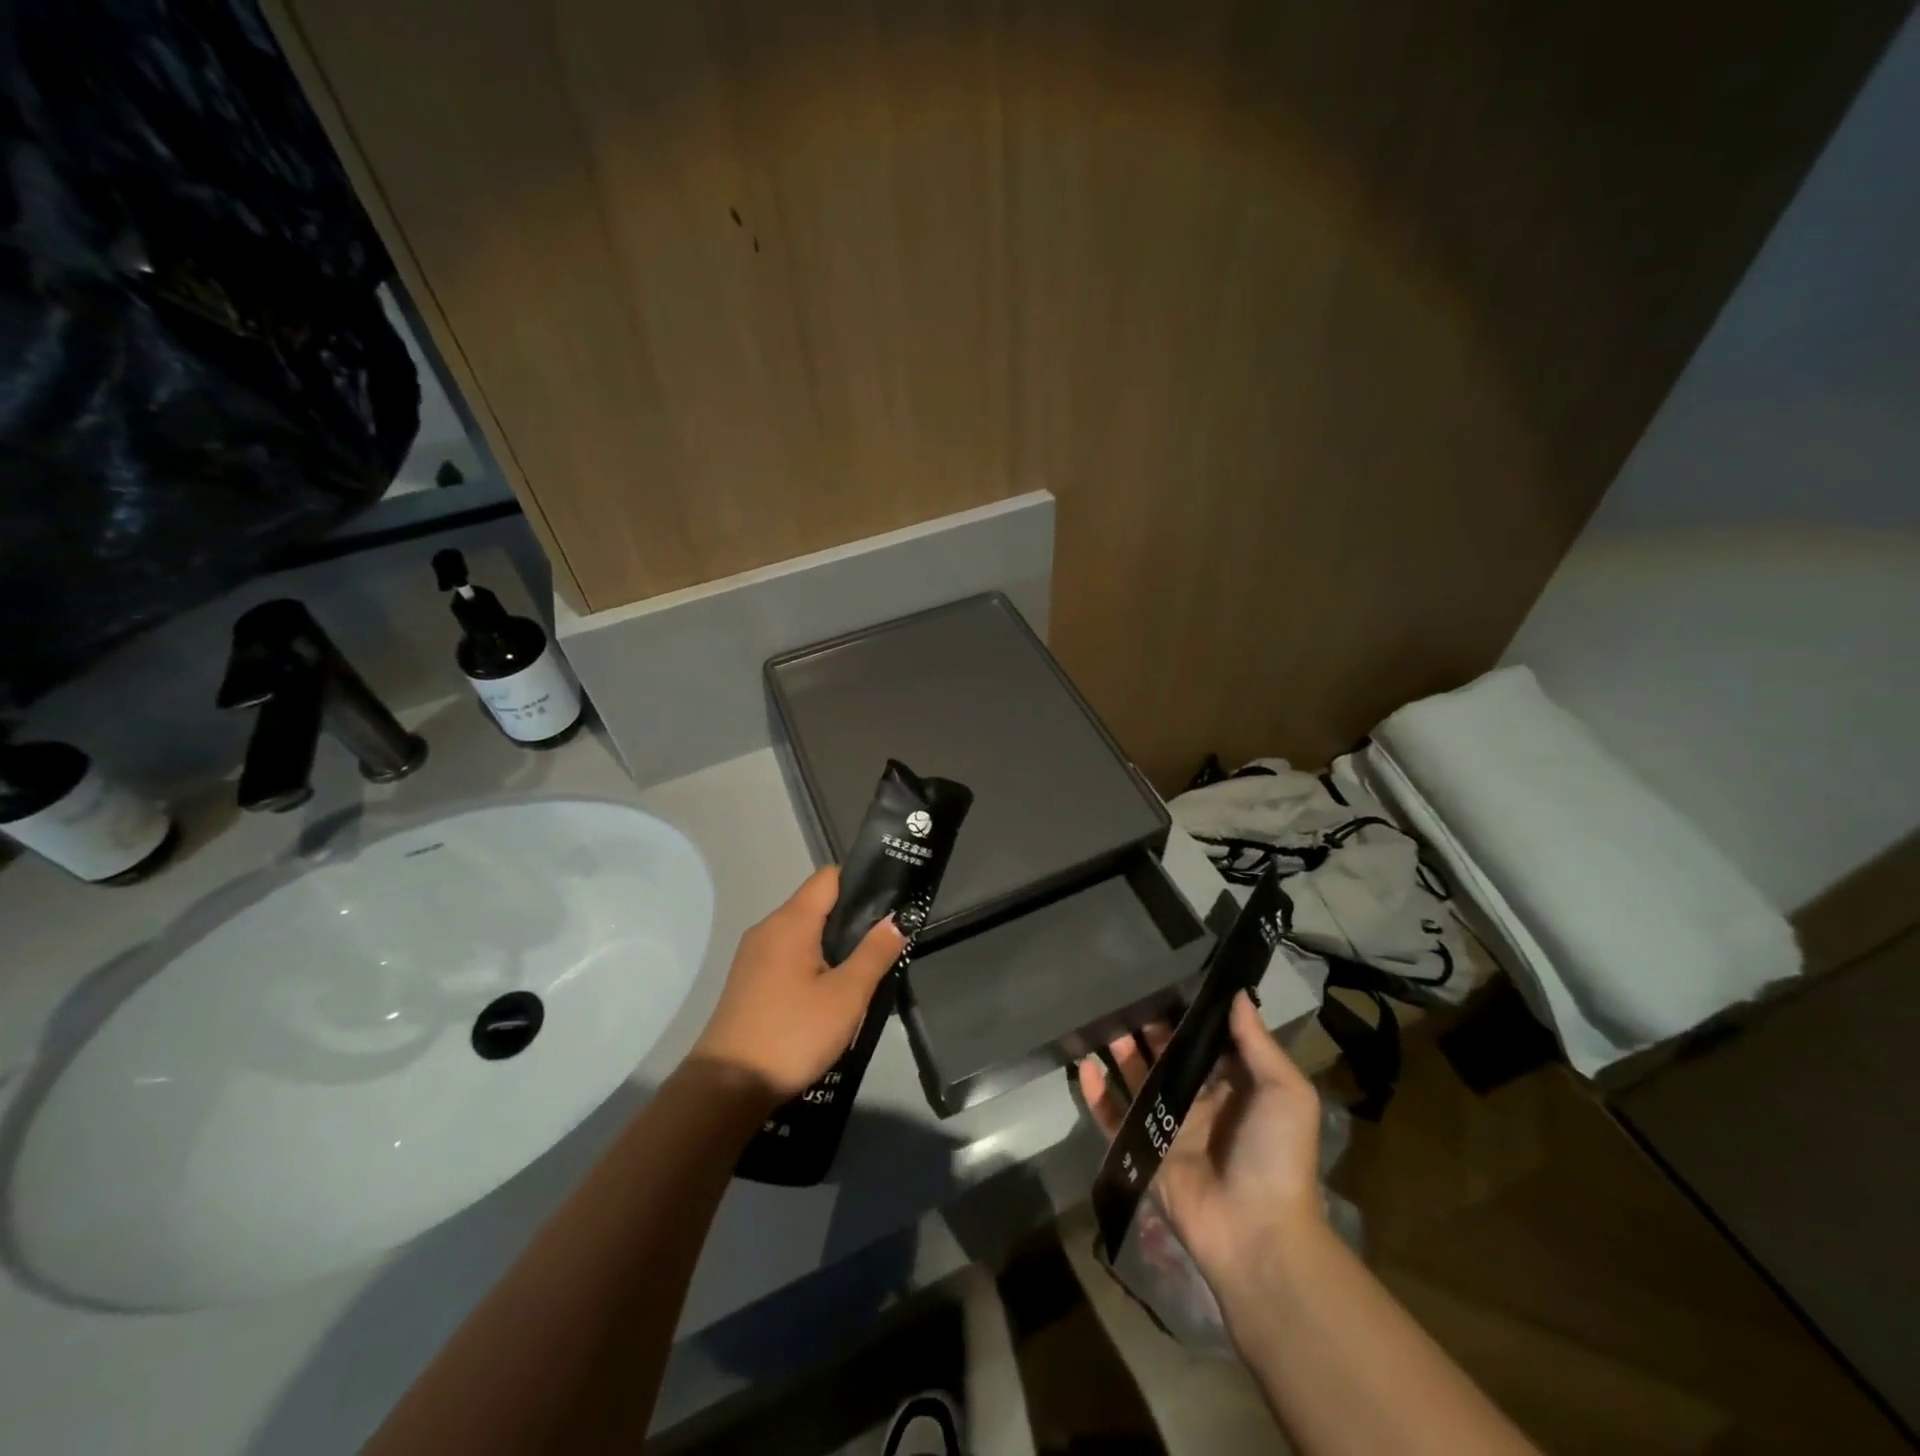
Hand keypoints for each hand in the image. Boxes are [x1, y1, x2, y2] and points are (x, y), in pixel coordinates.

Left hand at [691, 867, 906, 1105]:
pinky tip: (829, 994)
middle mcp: (768, 928)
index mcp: (791, 921)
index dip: (861, 882)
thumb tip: (897, 917)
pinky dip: (812, 963)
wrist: (727, 1087)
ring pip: (802, 933)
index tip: (890, 902)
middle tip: (885, 943)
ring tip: (862, 972)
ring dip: (832, 945)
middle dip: (851, 919)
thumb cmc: (793, 1033)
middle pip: (816, 904)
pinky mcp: (748, 981)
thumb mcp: (847, 995)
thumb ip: (875, 952)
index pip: (829, 877)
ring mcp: (753, 955)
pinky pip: (788, 956)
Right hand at [1078, 991, 1325, 1284]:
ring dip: (1121, 1052)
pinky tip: (1083, 1066)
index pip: (1204, 1041)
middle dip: (1148, 1028)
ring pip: (1136, 1079)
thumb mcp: (1285, 1092)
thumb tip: (1236, 992)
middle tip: (1124, 993)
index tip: (1166, 979)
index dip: (1186, 1013)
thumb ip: (1257, 1042)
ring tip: (1102, 1020)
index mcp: (1233, 1087)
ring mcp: (1167, 1127)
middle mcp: (1198, 1101)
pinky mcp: (1142, 1150)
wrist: (1257, 1234)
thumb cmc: (1276, 1155)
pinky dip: (1096, 1094)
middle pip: (1165, 1055)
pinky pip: (1113, 1116)